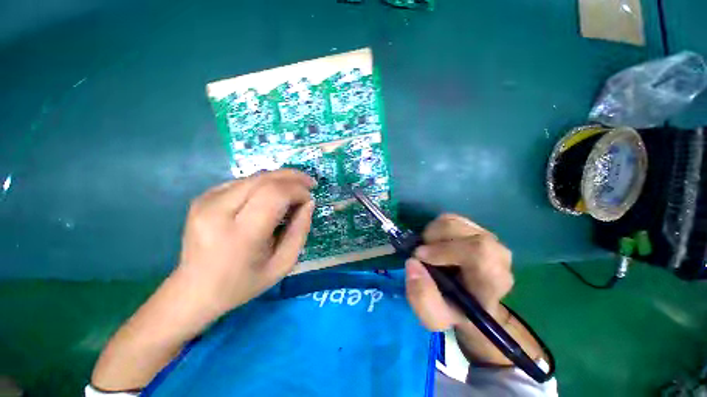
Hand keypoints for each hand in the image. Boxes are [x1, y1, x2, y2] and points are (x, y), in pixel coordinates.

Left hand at [175, 169, 315, 314]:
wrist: (195, 290)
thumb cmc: (243, 283)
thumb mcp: (283, 264)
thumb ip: (300, 231)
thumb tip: (309, 202)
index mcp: (240, 234)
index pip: (274, 194)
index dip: (297, 190)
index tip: (309, 199)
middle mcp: (218, 211)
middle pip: (264, 179)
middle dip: (292, 177)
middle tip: (309, 184)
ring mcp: (206, 201)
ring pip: (254, 177)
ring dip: (280, 179)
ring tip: (294, 189)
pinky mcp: (202, 197)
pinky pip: (243, 182)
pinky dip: (263, 184)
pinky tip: (271, 195)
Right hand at [405, 214, 513, 330]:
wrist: (469, 300)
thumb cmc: (454, 310)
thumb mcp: (435, 317)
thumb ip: (422, 298)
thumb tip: (412, 263)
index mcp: (493, 280)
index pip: (479, 252)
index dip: (444, 250)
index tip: (420, 257)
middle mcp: (497, 254)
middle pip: (461, 231)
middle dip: (432, 239)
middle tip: (421, 255)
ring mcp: (486, 237)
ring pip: (452, 221)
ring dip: (432, 233)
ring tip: (428, 251)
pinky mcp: (475, 228)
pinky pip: (450, 218)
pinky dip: (435, 228)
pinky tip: (435, 244)